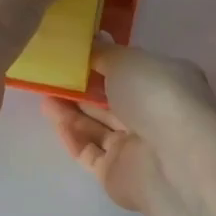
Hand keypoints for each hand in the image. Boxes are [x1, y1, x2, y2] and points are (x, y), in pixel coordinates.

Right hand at [41, 38, 215, 212]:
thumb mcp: (127, 60)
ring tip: (43, 93)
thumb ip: (104, 53)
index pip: (133, 69)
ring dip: (71, 110)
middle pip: (113, 99)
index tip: (75, 53)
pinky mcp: (117, 174)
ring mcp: (137, 146)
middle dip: (83, 87)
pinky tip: (51, 117)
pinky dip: (71, 135)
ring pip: (98, 125)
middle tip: (52, 74)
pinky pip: (89, 151)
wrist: (172, 160)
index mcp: (167, 81)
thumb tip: (93, 41)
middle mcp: (155, 113)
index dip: (105, 61)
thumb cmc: (156, 95)